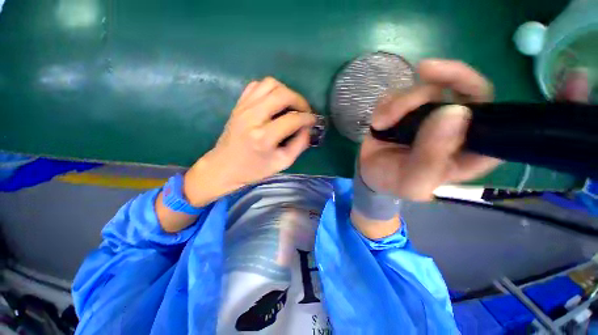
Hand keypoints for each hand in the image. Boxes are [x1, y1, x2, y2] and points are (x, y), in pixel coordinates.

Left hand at [183, 77, 315, 205]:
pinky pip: (257, 85)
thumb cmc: (254, 169)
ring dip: (286, 91)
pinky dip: (271, 89)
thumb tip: (308, 128)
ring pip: (270, 84)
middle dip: (300, 100)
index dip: (308, 118)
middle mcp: (252, 117)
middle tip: (305, 111)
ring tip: (291, 105)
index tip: (314, 120)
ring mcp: (243, 108)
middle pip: (282, 94)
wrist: (224, 167)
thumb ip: (299, 145)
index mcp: (263, 137)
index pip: (292, 119)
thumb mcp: (282, 163)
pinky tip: (275, 101)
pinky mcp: (238, 105)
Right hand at [359, 59, 501, 200]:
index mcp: (469, 151)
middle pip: (468, 89)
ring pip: (428, 87)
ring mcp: (430, 114)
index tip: (455, 103)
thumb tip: (455, 111)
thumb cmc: (393, 182)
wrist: (368, 172)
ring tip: (381, 123)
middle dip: (447, 77)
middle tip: (424, 70)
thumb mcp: (413, 181)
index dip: (483, 105)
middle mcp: (455, 127)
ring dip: (401, 102)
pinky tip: (378, 122)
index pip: (496, 121)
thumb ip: (431, 156)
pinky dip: (386, 105)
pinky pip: (401, 92)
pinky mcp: (407, 108)